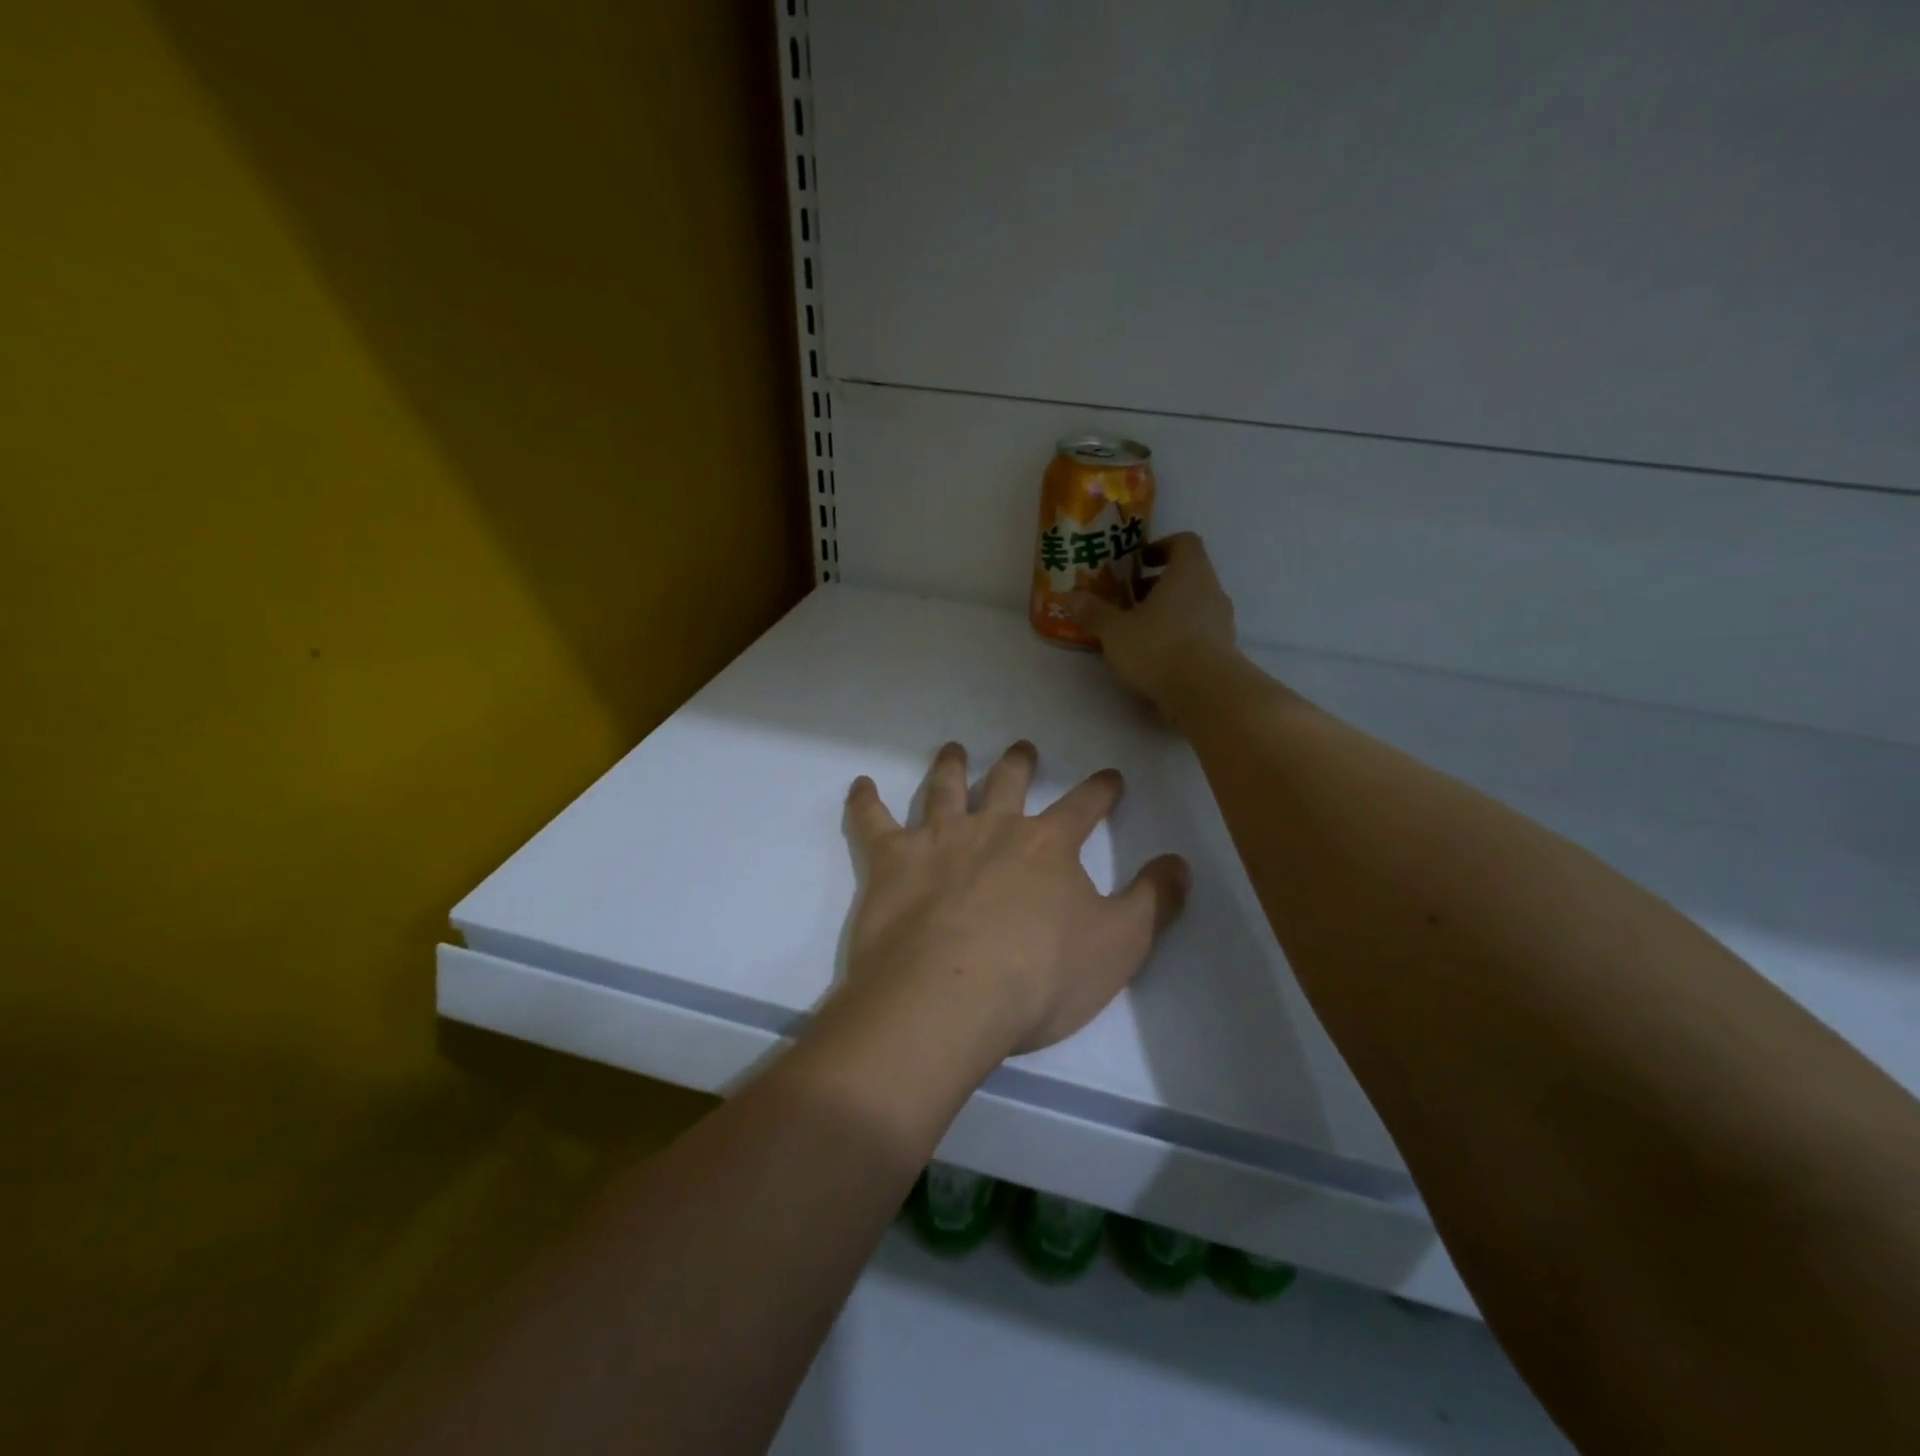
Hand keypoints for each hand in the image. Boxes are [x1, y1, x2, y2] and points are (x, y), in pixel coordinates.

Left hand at [841, 741, 1188, 1059]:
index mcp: (1048, 845)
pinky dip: (866, 802)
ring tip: (953, 749)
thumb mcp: (1120, 946)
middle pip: (1009, 782)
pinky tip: (860, 785)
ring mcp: (938, 839)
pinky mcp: (891, 861)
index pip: (1084, 805)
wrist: (949, 996)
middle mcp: (993, 827)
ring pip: (945, 789)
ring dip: (950, 766)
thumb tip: (1180, 863)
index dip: (1101, 790)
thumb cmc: (1040, 977)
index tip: (1110, 776)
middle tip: (1024, 747)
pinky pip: (873, 822)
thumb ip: (1154, 901)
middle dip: (1020, 763)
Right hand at [1069, 532, 1239, 714]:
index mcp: (1189, 573)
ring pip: (1193, 605)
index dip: (1161, 547)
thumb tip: (1068, 597)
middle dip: (1156, 586)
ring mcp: (1222, 622)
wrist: (1207, 694)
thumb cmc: (1159, 648)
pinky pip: (1198, 632)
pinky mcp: (1223, 651)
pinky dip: (1178, 636)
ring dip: (1167, 613)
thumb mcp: (1115, 631)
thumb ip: (1094, 612)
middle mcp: (1211, 591)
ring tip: (1137, 632)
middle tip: (1127, 601)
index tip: (1138, 562)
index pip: (1184, 542)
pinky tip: (1155, 657)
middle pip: (1187, 576)